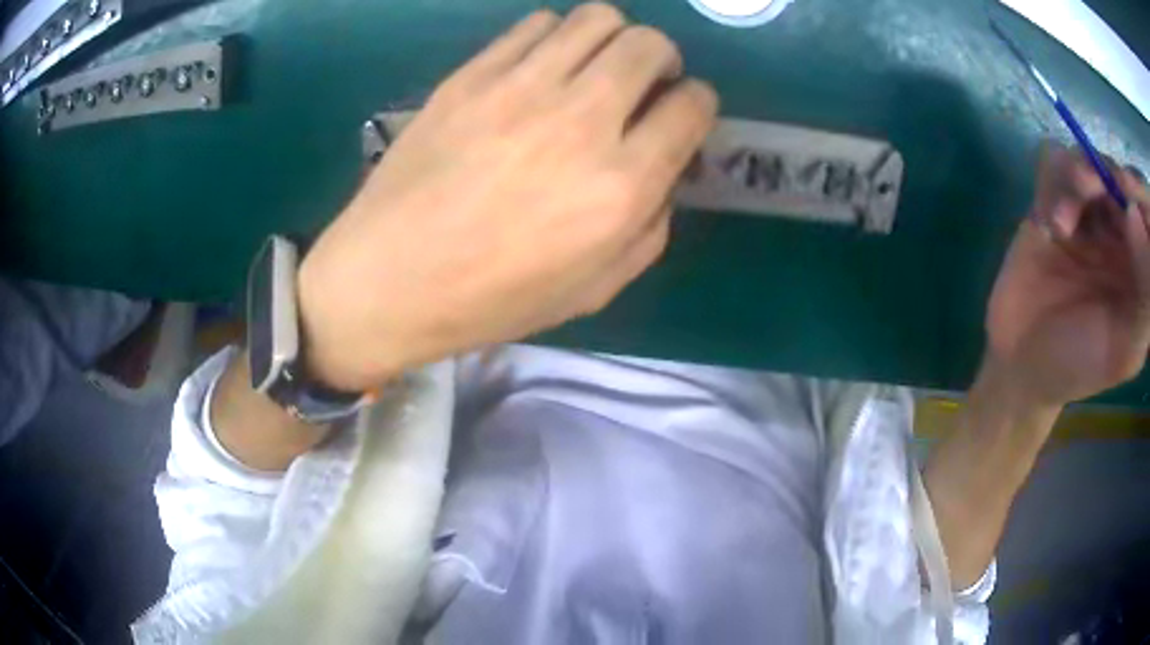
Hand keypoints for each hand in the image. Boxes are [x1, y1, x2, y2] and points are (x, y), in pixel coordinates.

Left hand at [296, 4, 717, 390]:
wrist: (389, 278)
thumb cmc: (492, 299)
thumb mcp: (595, 289)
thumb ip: (651, 226)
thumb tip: (662, 171)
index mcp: (620, 185)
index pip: (692, 106)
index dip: (696, 105)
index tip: (679, 116)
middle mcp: (581, 121)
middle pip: (650, 45)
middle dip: (662, 60)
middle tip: (642, 85)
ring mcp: (520, 88)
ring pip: (597, 19)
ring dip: (612, 39)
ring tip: (593, 68)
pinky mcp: (472, 75)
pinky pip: (536, 25)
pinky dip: (556, 37)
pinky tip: (541, 68)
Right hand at [986, 144, 1149, 405]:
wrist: (1023, 367)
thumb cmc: (1081, 366)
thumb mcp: (1126, 348)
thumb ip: (1144, 292)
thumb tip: (1134, 214)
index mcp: (1138, 268)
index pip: (1146, 213)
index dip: (1140, 192)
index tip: (1130, 189)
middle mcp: (1117, 235)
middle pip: (1118, 178)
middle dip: (1109, 174)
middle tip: (1094, 185)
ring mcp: (1085, 218)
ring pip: (1087, 163)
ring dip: (1078, 173)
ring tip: (1065, 215)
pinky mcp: (1051, 206)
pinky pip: (1054, 166)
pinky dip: (1053, 180)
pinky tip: (1051, 221)